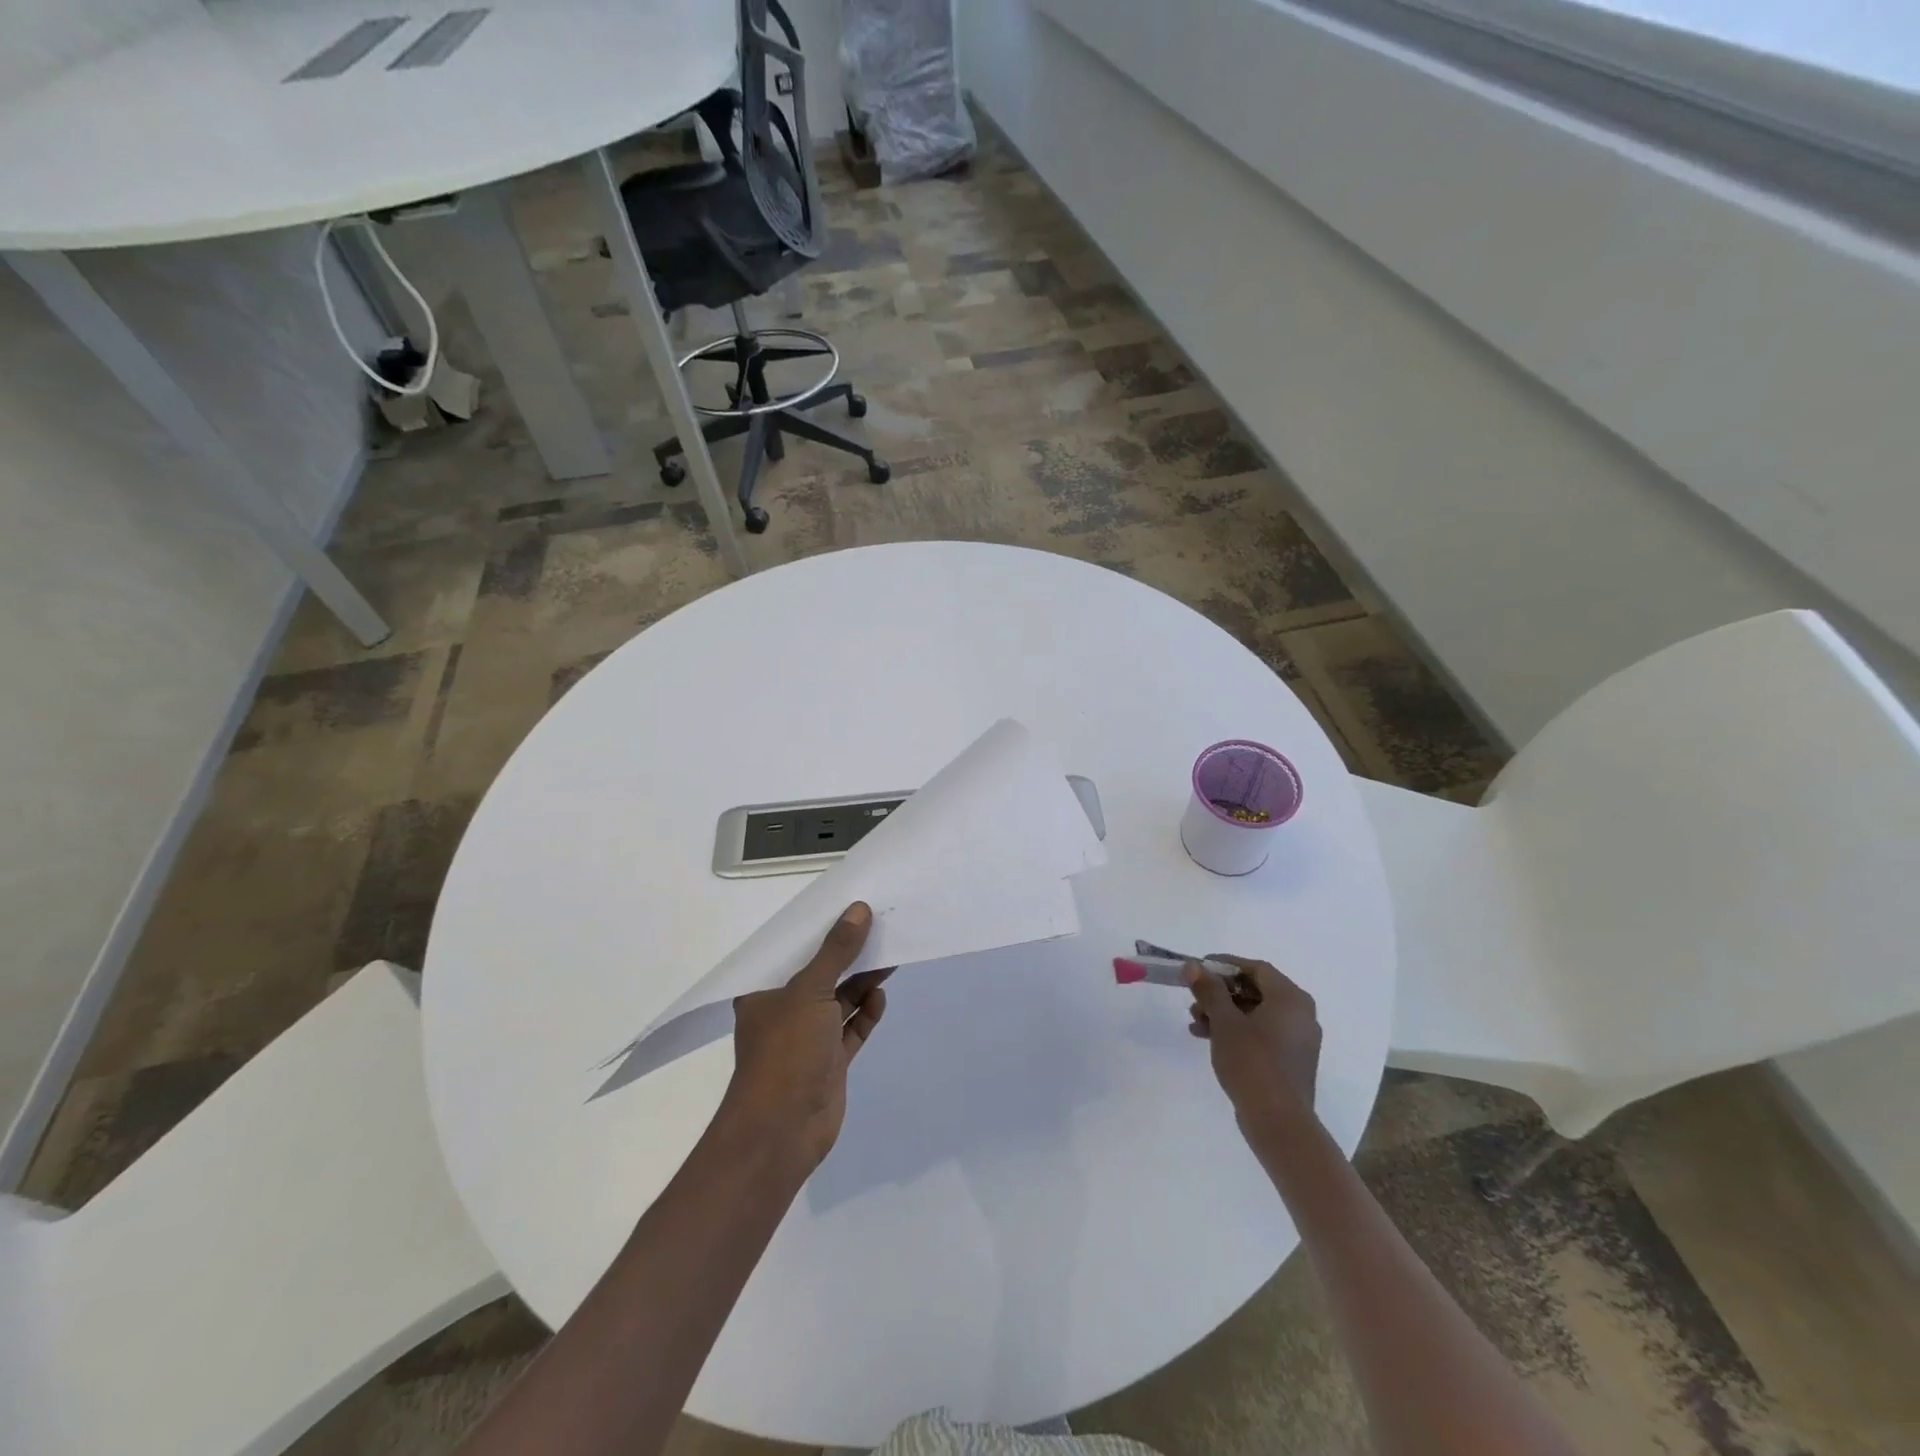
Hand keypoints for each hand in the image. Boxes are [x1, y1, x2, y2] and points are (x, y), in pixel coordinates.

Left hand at [722, 902, 890, 1170]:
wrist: (782, 1131)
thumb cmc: (786, 1051)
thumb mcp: (810, 991)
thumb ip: (836, 951)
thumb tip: (859, 909)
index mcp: (764, 991)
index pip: (792, 950)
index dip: (819, 928)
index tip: (847, 905)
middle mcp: (784, 1010)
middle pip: (820, 973)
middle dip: (847, 953)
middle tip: (879, 925)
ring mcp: (808, 1038)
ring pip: (839, 1000)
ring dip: (861, 981)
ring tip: (889, 954)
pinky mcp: (829, 1061)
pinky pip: (852, 1028)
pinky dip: (866, 1013)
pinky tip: (880, 996)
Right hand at [1185, 955, 1321, 1131]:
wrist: (1278, 1122)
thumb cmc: (1252, 1063)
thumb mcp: (1224, 1022)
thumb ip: (1209, 990)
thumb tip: (1194, 966)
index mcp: (1291, 999)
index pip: (1256, 968)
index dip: (1225, 965)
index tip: (1198, 969)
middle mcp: (1300, 1014)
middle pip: (1255, 990)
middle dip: (1221, 993)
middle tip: (1194, 998)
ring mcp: (1298, 1040)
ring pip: (1256, 1013)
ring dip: (1224, 1013)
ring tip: (1195, 1022)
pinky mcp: (1290, 1061)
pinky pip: (1262, 1033)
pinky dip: (1237, 1031)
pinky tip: (1209, 1039)